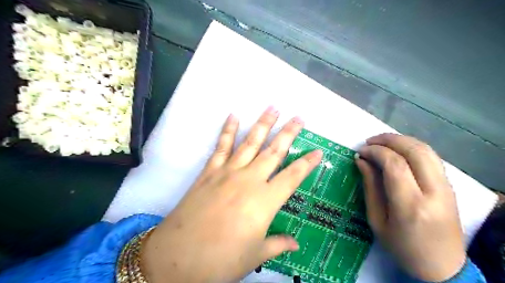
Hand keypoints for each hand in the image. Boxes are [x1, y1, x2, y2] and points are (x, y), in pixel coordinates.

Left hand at [140, 108, 322, 282]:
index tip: (318, 151)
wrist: (178, 257)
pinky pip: (221, 146)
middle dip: (289, 133)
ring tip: (272, 108)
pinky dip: (227, 130)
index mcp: (265, 201)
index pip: (293, 177)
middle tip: (299, 117)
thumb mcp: (255, 256)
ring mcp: (228, 172)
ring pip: (250, 142)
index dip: (307, 163)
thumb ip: (277, 244)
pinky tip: (233, 116)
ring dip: (262, 124)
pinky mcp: (209, 171)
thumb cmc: (222, 260)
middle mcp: (249, 180)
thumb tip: (296, 244)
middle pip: (274, 151)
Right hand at [354, 134, 464, 281]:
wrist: (442, 267)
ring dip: (401, 140)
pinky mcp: (450, 186)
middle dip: (388, 140)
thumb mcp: (377, 220)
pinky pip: (431, 157)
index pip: (395, 164)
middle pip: (414, 151)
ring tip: (381, 143)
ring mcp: (446, 187)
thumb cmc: (402, 247)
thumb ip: (370, 187)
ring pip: (426, 150)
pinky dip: (412, 147)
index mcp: (411, 205)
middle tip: (369, 142)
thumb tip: (361, 160)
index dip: (375, 152)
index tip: (360, 151)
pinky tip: (398, 151)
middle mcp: (433, 192)